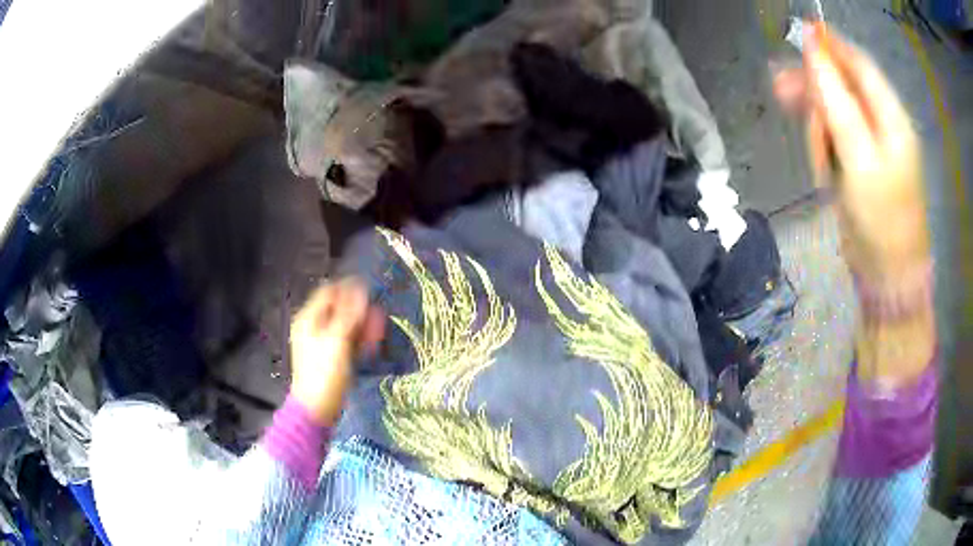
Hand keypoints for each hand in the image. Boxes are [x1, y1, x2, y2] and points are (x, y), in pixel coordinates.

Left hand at [289, 278, 384, 425]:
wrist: (317, 409)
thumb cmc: (324, 373)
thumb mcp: (337, 341)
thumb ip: (349, 315)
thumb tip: (361, 291)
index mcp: (309, 319)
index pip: (329, 292)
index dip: (349, 290)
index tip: (370, 292)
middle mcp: (315, 327)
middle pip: (339, 309)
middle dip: (360, 311)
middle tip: (379, 316)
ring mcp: (324, 343)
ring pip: (346, 326)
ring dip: (363, 326)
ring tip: (380, 331)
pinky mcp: (333, 357)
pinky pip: (348, 342)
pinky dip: (360, 340)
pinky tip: (373, 344)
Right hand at [773, 23, 929, 282]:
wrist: (886, 275)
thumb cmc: (881, 218)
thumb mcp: (860, 156)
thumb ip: (837, 100)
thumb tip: (812, 48)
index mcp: (892, 116)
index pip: (859, 63)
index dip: (829, 46)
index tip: (796, 37)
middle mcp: (881, 123)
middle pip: (842, 84)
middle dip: (815, 88)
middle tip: (781, 91)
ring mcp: (869, 143)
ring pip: (833, 112)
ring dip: (817, 126)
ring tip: (818, 160)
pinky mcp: (856, 162)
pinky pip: (832, 138)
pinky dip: (822, 146)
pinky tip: (822, 166)